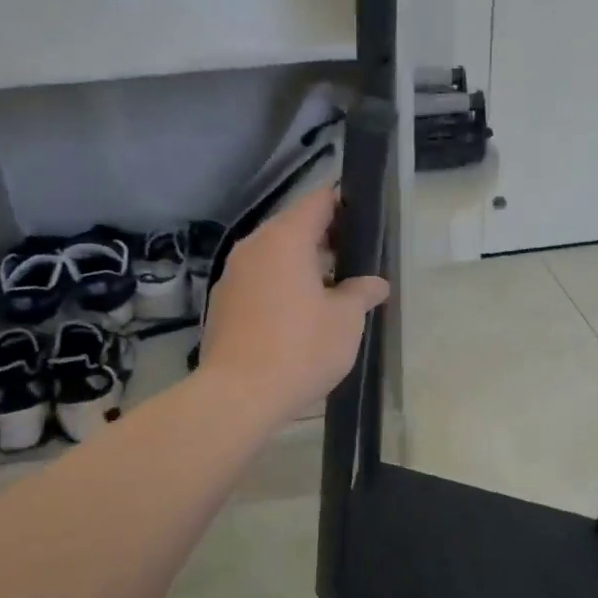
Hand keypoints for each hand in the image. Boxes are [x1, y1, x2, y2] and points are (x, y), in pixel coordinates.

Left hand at [199, 187, 389, 422]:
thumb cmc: (300, 348)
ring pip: (274, 256)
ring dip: (301, 266)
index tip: (364, 220)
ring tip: (331, 291)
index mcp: (284, 239)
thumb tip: (375, 283)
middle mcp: (253, 247)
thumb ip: (361, 292)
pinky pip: (258, 281)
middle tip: (355, 261)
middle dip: (325, 240)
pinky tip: (298, 315)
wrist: (238, 396)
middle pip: (293, 227)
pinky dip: (280, 286)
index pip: (318, 201)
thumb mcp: (345, 320)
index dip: (343, 204)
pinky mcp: (222, 303)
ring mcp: (232, 275)